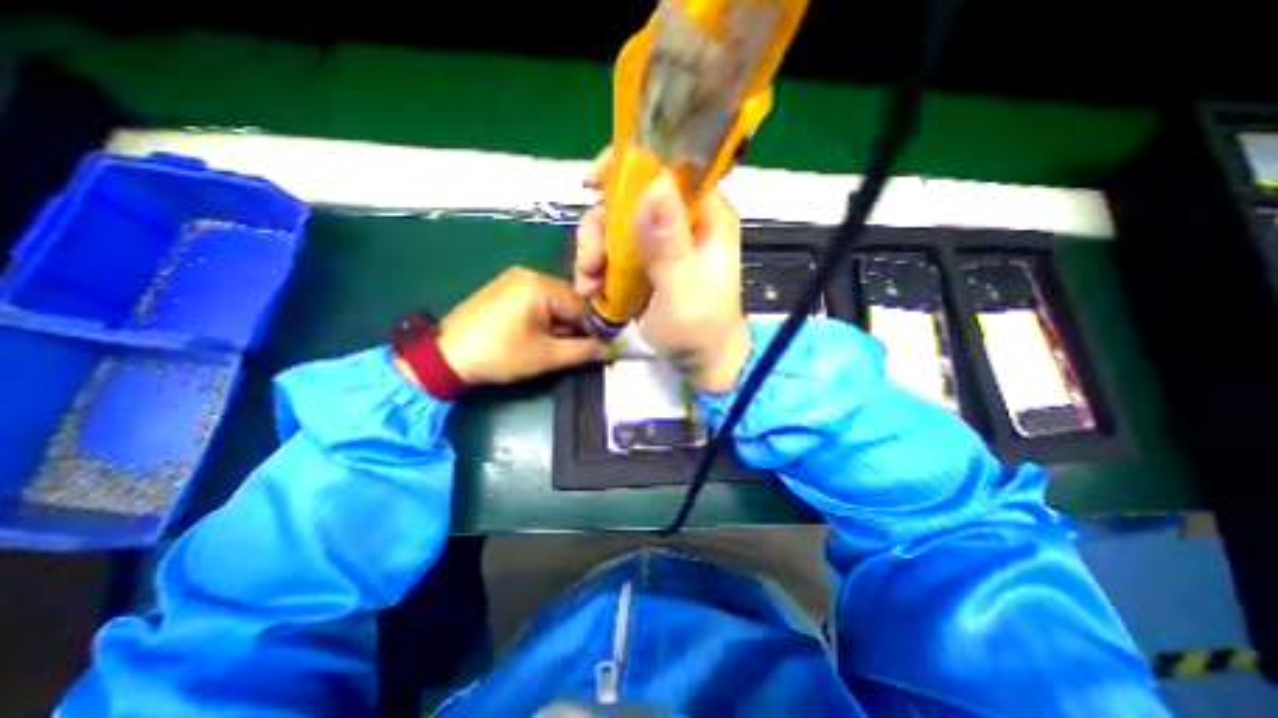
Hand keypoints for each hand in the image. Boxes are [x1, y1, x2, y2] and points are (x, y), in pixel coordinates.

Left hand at [398, 265, 611, 385]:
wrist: (445, 357)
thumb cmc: (500, 355)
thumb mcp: (546, 356)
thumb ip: (583, 351)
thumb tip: (611, 351)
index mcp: (540, 285)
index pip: (581, 305)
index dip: (590, 329)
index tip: (592, 350)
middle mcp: (529, 274)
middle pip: (567, 301)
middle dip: (571, 327)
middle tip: (564, 351)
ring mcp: (513, 278)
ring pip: (552, 302)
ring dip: (556, 324)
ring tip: (545, 345)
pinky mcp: (502, 288)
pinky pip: (535, 300)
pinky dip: (541, 318)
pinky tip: (531, 335)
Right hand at [573, 144, 749, 388]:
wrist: (700, 360)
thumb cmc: (700, 327)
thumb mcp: (684, 288)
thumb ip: (669, 242)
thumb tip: (656, 183)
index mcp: (703, 216)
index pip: (668, 169)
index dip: (628, 166)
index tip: (592, 182)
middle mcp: (680, 222)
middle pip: (629, 199)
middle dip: (600, 227)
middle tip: (590, 262)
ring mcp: (660, 244)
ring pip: (614, 226)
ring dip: (592, 252)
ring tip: (588, 285)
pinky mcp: (644, 264)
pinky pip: (612, 252)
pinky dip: (596, 268)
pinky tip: (590, 290)